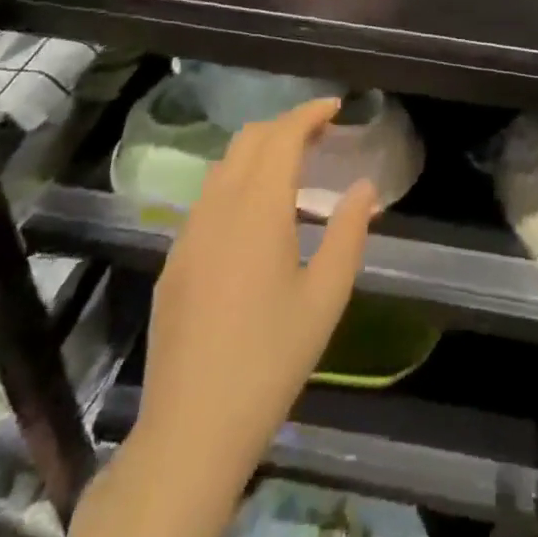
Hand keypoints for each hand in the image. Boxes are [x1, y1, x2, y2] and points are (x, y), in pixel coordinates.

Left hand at [139, 97, 373, 469]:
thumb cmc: (271, 359)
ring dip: (258, 151)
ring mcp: (189, 233)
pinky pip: (207, 198)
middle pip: (248, 140)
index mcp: (258, 209)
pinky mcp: (173, 260)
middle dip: (285, 125)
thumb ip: (349, 232)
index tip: (336, 107)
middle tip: (320, 135)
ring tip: (291, 168)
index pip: (282, 136)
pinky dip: (237, 181)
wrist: (192, 429)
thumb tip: (364, 187)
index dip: (309, 113)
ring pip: (223, 166)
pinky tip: (255, 216)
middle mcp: (218, 208)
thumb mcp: (326, 297)